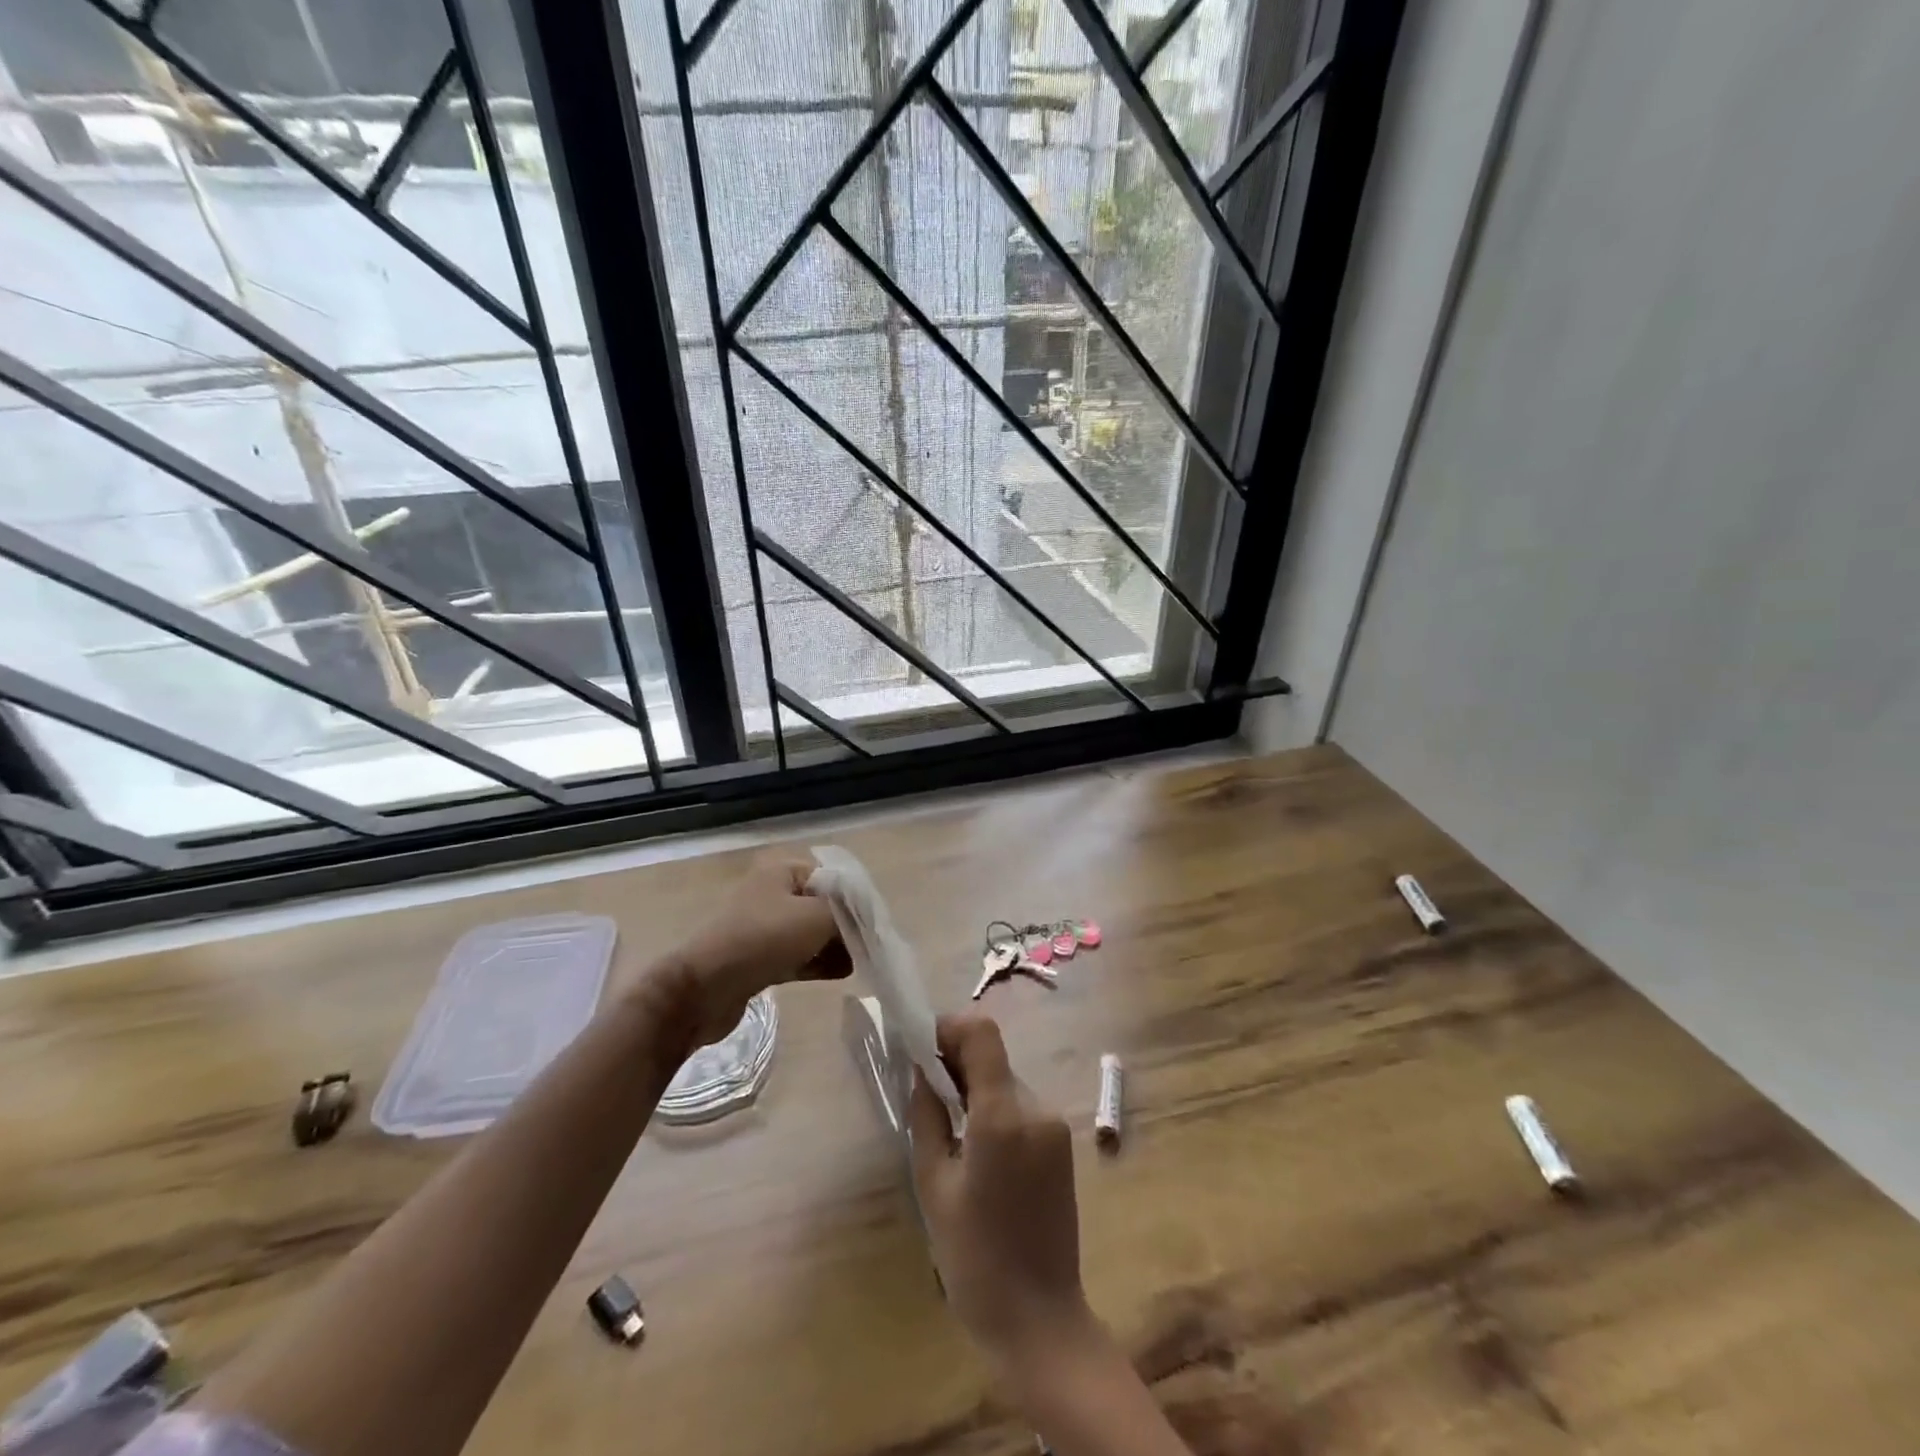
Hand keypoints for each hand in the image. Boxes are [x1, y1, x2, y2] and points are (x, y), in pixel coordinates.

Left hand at [648, 853, 849, 1047]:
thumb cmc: (762, 940)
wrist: (702, 989)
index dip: (855, 898)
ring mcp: (764, 927)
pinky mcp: (759, 958)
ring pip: (811, 932)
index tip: (874, 923)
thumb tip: (863, 921)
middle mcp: (772, 892)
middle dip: (847, 925)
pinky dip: (818, 962)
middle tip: (867, 946)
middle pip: (823, 905)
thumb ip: (848, 913)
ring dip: (835, 946)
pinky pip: (798, 955)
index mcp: (782, 871)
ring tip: (858, 963)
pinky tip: (841, 973)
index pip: (832, 876)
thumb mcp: (816, 917)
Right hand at [907, 1014, 1093, 1368]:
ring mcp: (1054, 1124)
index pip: (981, 1032)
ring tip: (948, 1129)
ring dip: (975, 1088)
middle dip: (955, 1062)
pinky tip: (976, 1149)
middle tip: (923, 1092)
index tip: (919, 1048)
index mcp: (1002, 1115)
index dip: (948, 1027)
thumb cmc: (975, 1261)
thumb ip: (926, 1117)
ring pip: (1005, 1081)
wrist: (1040, 1321)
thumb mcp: (933, 1186)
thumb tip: (921, 1071)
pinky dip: (994, 1109)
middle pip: (992, 1057)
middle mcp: (1036, 1107)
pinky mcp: (1062, 1142)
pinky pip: (1020, 1106)